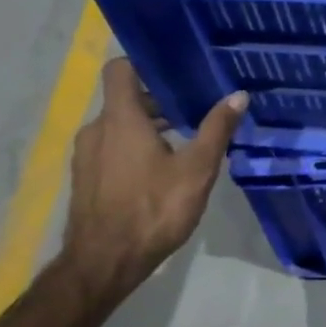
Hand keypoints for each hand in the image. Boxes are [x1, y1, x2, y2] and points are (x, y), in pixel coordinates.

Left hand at [62, 58, 247, 297]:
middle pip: (126, 99)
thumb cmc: (153, 210)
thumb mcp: (197, 169)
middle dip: (160, 101)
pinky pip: (112, 148)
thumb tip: (238, 95)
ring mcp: (87, 156)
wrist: (103, 264)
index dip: (146, 63)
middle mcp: (97, 130)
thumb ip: (216, 129)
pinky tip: (162, 170)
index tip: (177, 69)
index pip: (121, 68)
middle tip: (196, 108)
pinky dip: (135, 148)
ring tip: (185, 140)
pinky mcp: (86, 179)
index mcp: (120, 119)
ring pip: (119, 126)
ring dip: (149, 127)